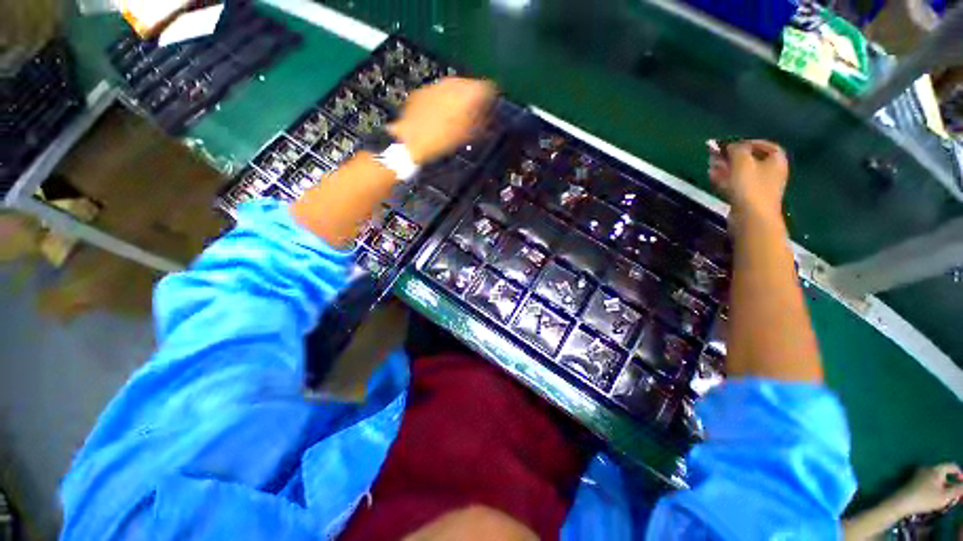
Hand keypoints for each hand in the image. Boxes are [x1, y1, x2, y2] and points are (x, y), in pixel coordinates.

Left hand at [388, 77, 495, 163]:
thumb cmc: (443, 142)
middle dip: (474, 99)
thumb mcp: (468, 136)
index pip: (488, 88)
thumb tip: (491, 119)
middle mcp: (452, 82)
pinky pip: (438, 93)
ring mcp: (435, 85)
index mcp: (468, 92)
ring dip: (458, 99)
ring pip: (454, 87)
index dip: (491, 100)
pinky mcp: (422, 91)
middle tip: (474, 116)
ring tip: (456, 117)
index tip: (490, 113)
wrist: (412, 142)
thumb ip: (482, 123)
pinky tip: (440, 116)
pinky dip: (443, 101)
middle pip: (470, 85)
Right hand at [707, 139, 788, 226]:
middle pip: (751, 159)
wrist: (751, 217)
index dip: (748, 143)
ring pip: (740, 173)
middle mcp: (771, 172)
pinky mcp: (746, 199)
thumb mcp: (742, 162)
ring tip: (710, 164)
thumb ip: (736, 149)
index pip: (765, 145)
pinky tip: (712, 176)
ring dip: (725, 167)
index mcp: (776, 160)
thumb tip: (730, 145)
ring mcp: (759, 187)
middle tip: (716, 154)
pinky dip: (724, 179)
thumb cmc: (751, 186)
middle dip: (732, 156)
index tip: (731, 144)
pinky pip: (735, 184)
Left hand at [891, 463, 962, 515]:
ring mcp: (920, 473)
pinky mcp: (914, 480)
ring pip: (936, 479)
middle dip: (951, 484)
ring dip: (943, 488)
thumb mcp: (945, 496)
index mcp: (936, 469)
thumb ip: (958, 490)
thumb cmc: (925, 498)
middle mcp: (928, 468)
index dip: (959, 473)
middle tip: (954, 496)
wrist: (902, 502)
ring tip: (945, 499)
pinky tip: (934, 498)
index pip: (952, 466)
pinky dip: (935, 488)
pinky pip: (929, 482)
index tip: (962, 483)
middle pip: (944, 474)